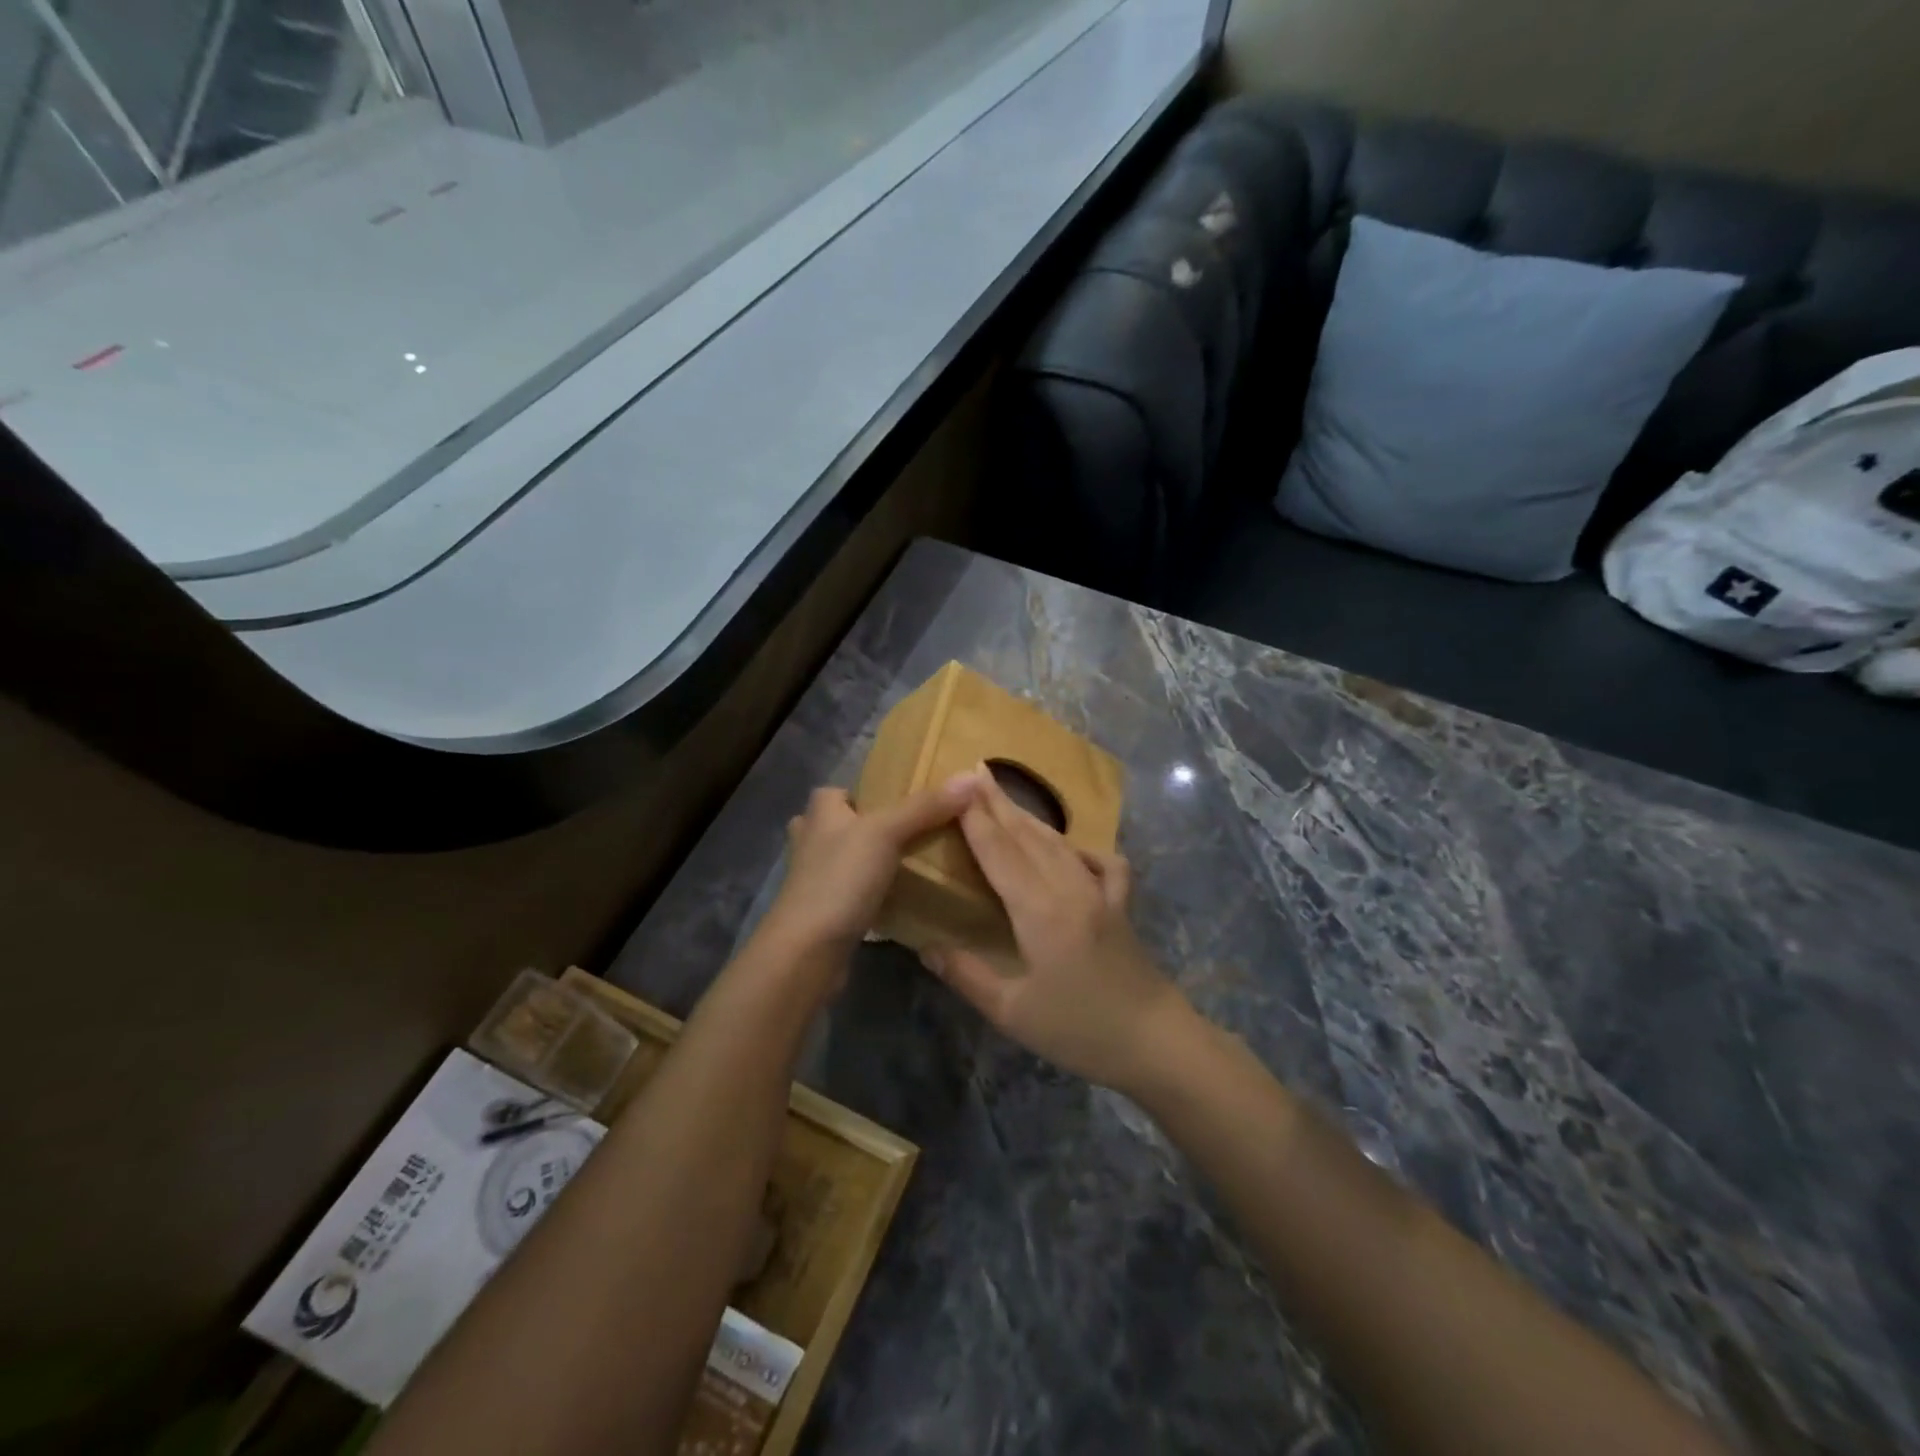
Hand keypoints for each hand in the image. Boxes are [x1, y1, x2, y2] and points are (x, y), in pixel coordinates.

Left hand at [756, 778, 975, 962]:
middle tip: (915, 832)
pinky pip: (853, 892)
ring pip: (848, 859)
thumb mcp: (885, 833)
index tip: (902, 800)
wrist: (808, 951)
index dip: (866, 792)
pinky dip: (872, 892)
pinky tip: (901, 896)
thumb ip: (924, 807)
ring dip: (871, 860)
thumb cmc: (840, 879)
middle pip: (843, 825)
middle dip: (872, 827)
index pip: (838, 791)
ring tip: (914, 862)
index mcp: (819, 814)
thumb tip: (970, 777)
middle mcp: (811, 842)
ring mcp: (815, 880)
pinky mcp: (825, 911)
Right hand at [920, 769, 1193, 1092]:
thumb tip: (926, 946)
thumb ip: (968, 975)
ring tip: (1006, 799)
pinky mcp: (1121, 906)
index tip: (958, 786)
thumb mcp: (1013, 1013)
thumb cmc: (1080, 1031)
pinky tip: (1070, 850)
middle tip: (977, 772)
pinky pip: (1103, 863)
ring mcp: (1100, 893)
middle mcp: (1069, 889)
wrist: (1156, 1043)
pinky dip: (1082, 849)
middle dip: (999, 804)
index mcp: (1039, 911)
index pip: (1000, 853)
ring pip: (1059, 844)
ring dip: (1030, 819)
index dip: (976, 820)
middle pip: (1028, 837)